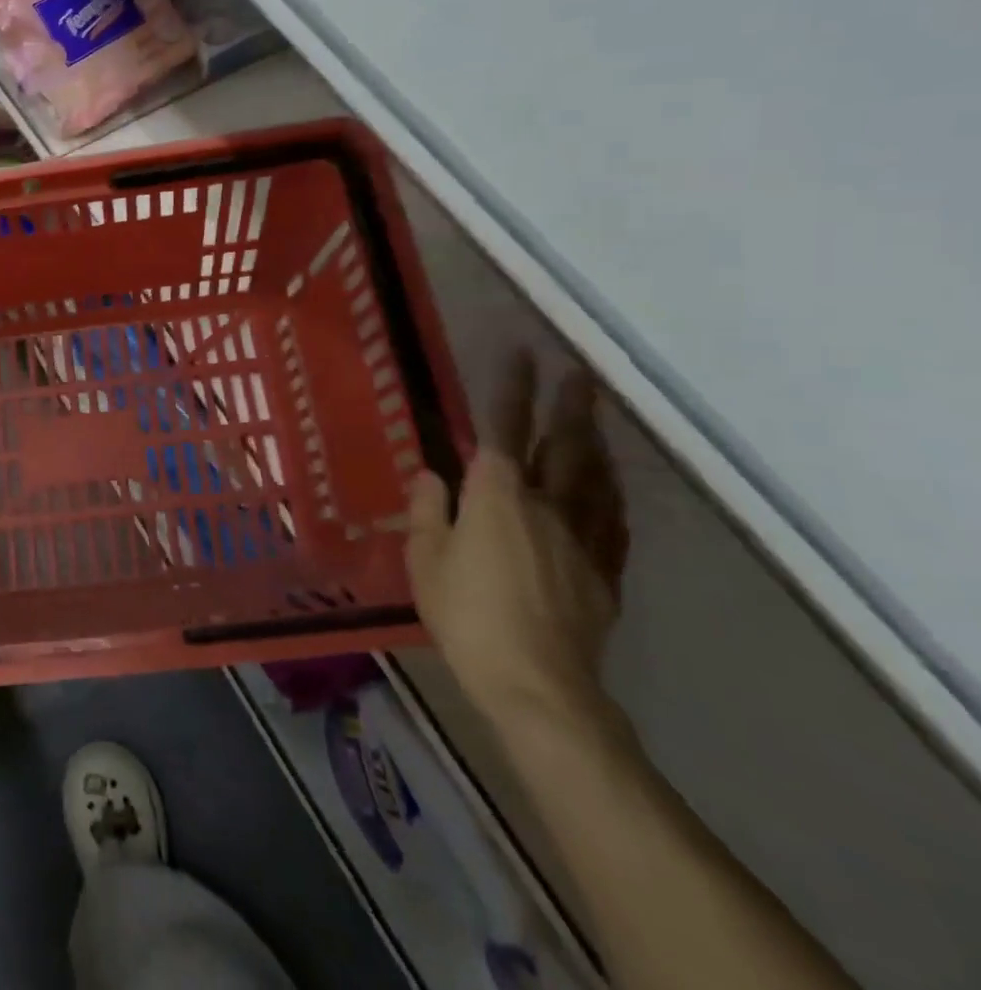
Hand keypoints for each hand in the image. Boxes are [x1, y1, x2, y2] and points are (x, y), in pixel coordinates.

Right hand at [406, 353, 628, 733]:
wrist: (537, 683)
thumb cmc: (467, 614)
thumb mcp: (424, 559)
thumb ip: (429, 510)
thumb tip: (433, 474)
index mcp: (496, 494)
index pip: (503, 427)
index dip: (511, 388)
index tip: (520, 353)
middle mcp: (545, 504)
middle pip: (562, 444)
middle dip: (568, 404)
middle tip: (578, 372)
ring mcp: (581, 537)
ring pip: (594, 477)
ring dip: (594, 441)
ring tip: (595, 418)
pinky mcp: (604, 573)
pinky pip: (612, 521)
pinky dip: (610, 494)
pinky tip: (610, 487)